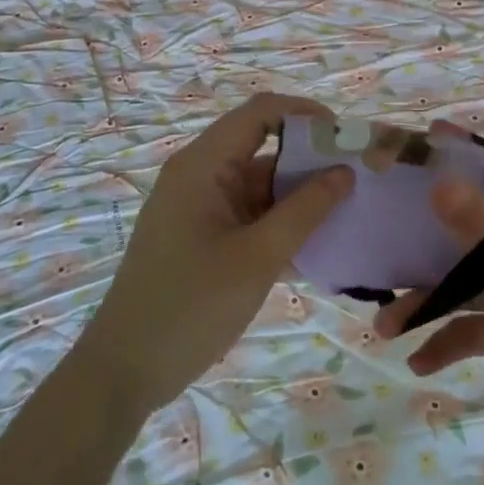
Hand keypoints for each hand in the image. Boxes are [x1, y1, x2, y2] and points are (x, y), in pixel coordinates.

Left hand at [75, 94, 351, 416]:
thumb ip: (305, 211)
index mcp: (203, 165)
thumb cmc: (190, 306)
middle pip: (263, 149)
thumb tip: (345, 172)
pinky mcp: (204, 238)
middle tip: (358, 181)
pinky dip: (282, 225)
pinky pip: (251, 217)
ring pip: (261, 187)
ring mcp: (201, 208)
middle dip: (310, 160)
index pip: (259, 113)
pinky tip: (319, 248)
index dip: (304, 114)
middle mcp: (200, 176)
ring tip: (348, 214)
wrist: (125, 371)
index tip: (344, 138)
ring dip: (300, 198)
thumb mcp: (257, 257)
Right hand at [374, 133, 483, 482]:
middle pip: (468, 221)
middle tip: (376, 226)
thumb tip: (439, 181)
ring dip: (424, 299)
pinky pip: (468, 325)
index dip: (458, 151)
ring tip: (384, 326)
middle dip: (423, 230)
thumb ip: (479, 225)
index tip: (410, 145)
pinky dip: (444, 340)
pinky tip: (417, 361)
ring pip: (461, 279)